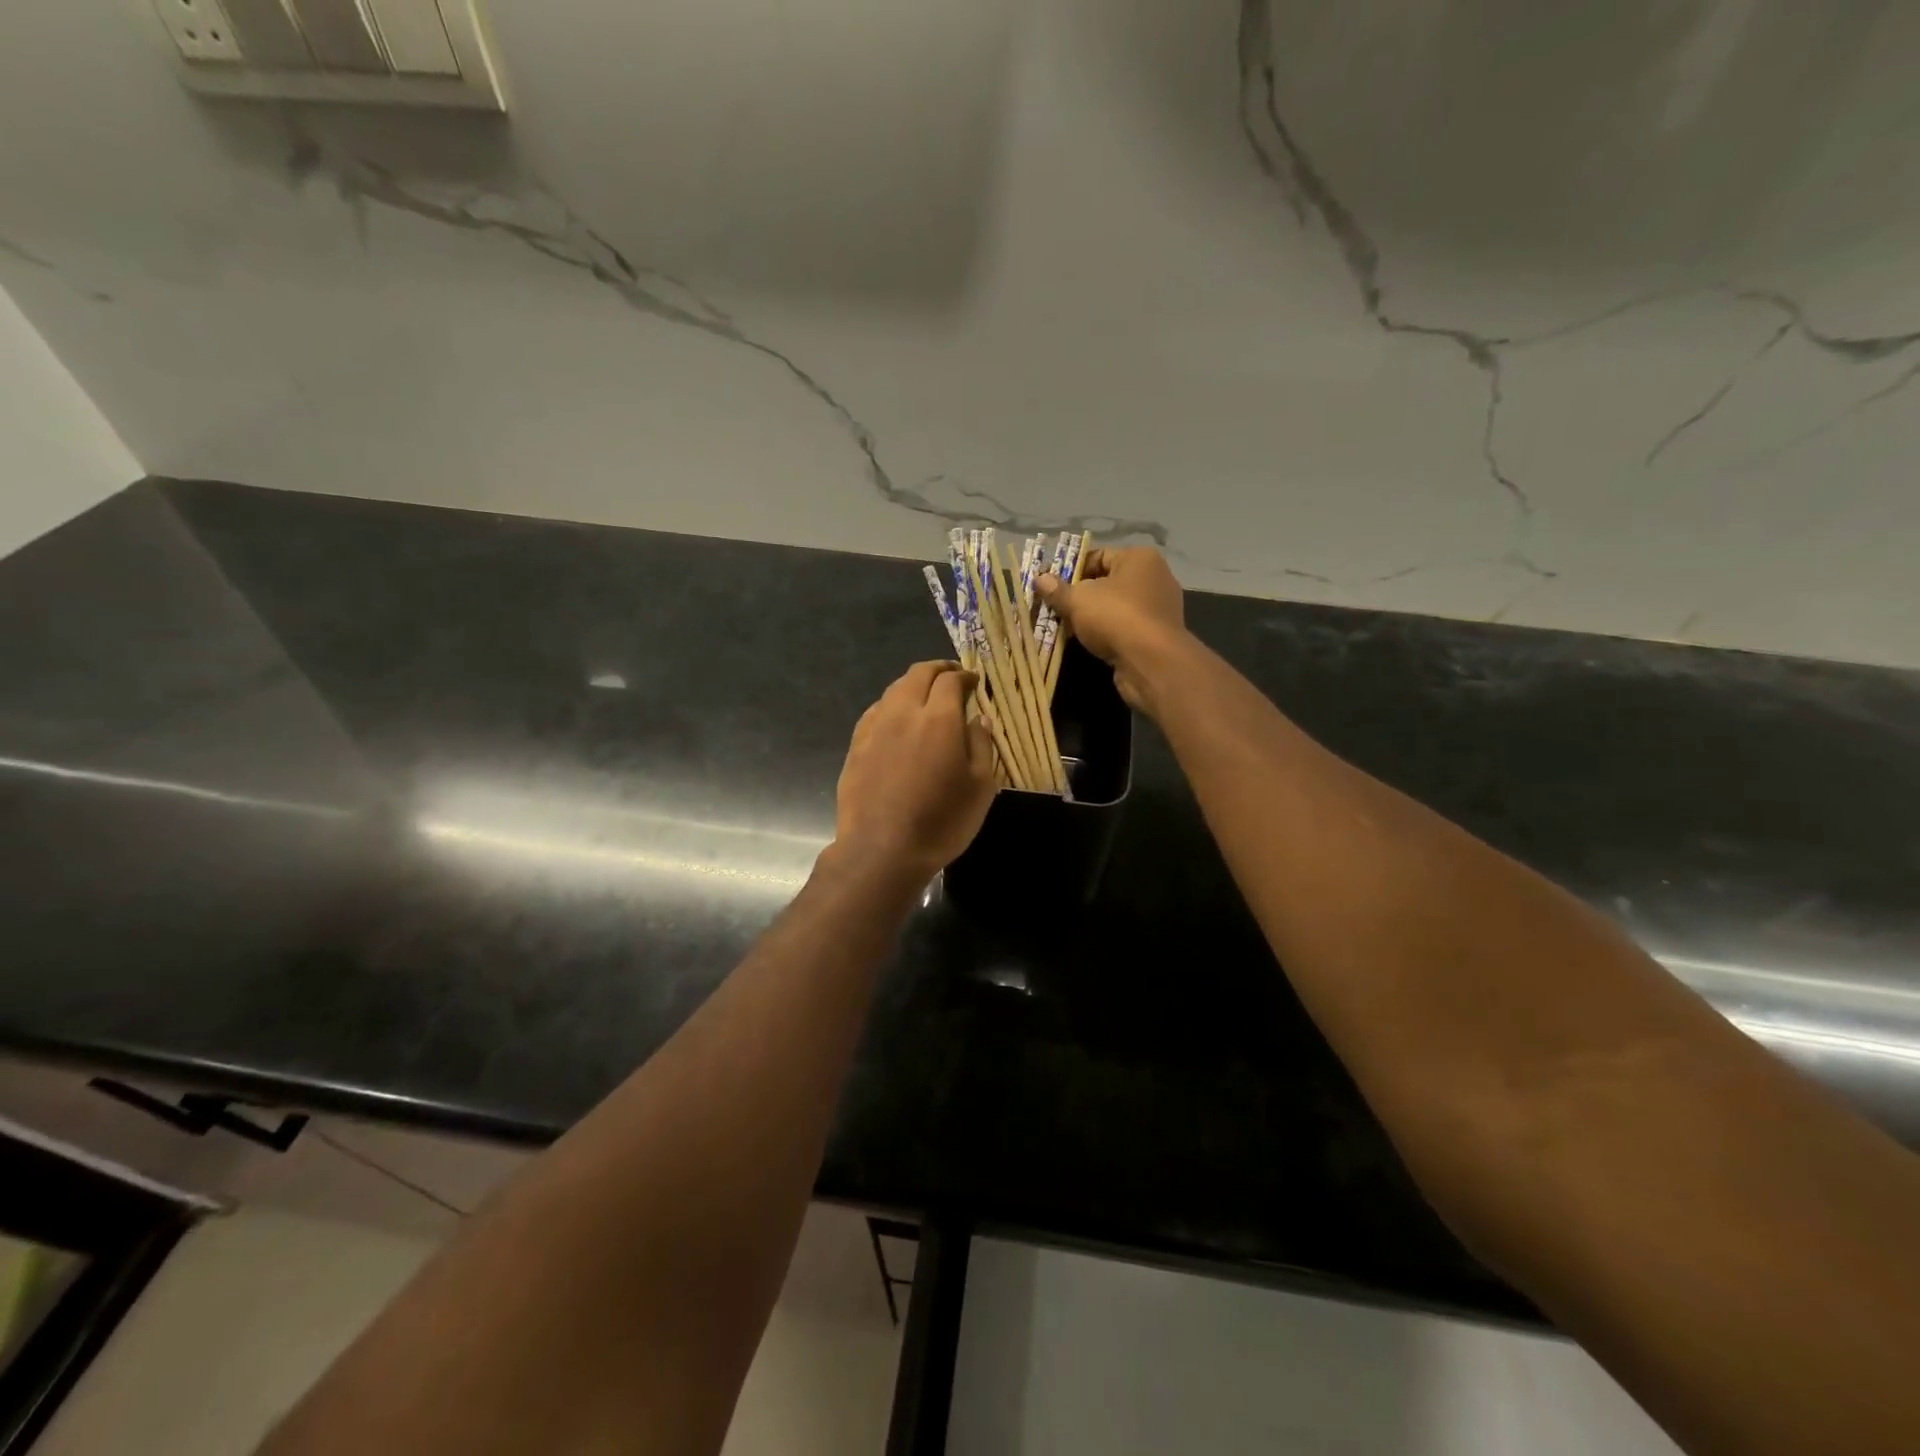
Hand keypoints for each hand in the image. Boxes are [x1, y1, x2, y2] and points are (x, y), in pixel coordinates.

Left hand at [833, 661, 995, 879]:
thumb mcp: (980, 787)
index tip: (974, 682)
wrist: (882, 850)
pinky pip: (876, 711)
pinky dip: (892, 705)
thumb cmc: (941, 821)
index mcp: (938, 719)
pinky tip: (898, 721)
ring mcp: (874, 728)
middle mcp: (903, 713)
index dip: (964, 676)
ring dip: (913, 685)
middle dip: (937, 670)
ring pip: (894, 689)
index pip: (950, 680)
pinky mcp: (855, 746)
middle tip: (951, 677)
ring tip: (926, 697)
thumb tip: (979, 718)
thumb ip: (982, 745)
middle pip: (918, 674)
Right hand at [1036, 548, 1184, 713]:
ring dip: (1093, 616)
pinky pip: (1126, 626)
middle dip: (1080, 595)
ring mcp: (1160, 607)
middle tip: (1056, 608)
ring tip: (1067, 627)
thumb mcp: (1078, 600)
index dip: (1071, 569)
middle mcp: (1155, 577)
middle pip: (1108, 582)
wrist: (1151, 662)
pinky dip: (1108, 632)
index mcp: (1139, 558)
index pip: (1099, 555)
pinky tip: (1089, 643)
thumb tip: (1039, 579)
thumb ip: (1057, 590)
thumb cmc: (1115, 617)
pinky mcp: (1158, 634)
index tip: (1051, 586)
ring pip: (1116, 606)